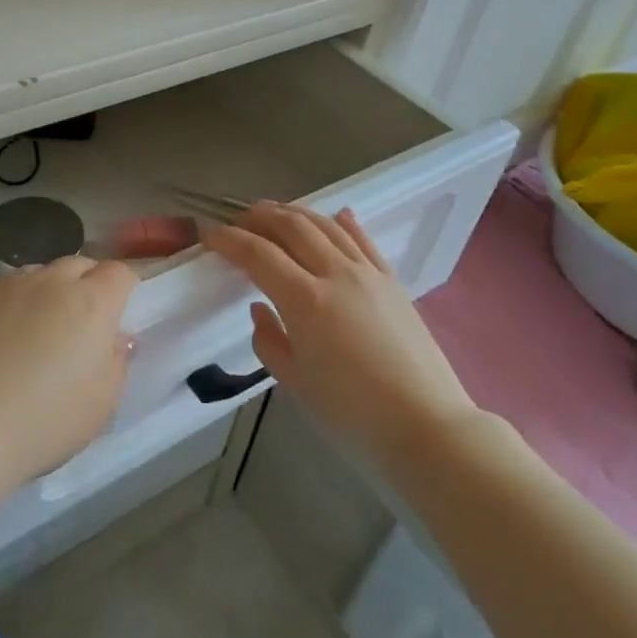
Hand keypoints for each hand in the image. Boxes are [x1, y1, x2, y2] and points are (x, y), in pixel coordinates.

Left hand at [0, 256, 136, 498]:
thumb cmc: (44, 420)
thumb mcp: (101, 403)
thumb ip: (116, 362)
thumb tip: (116, 339)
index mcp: (91, 303)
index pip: (119, 273)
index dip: (124, 288)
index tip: (119, 314)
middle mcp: (51, 282)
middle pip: (79, 264)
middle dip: (87, 284)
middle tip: (81, 323)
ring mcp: (8, 287)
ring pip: (39, 274)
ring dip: (48, 291)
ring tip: (37, 329)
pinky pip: (3, 290)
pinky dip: (12, 305)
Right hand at [203, 203, 475, 461]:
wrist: (427, 425)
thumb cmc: (353, 413)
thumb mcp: (296, 383)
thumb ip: (269, 341)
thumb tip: (260, 309)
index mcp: (305, 300)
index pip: (258, 254)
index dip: (230, 240)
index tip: (210, 234)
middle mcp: (335, 273)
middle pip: (292, 227)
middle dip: (260, 217)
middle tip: (238, 219)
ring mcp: (368, 273)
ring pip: (325, 225)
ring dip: (295, 212)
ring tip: (275, 212)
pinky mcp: (392, 281)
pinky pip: (363, 240)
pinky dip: (344, 223)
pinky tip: (336, 214)